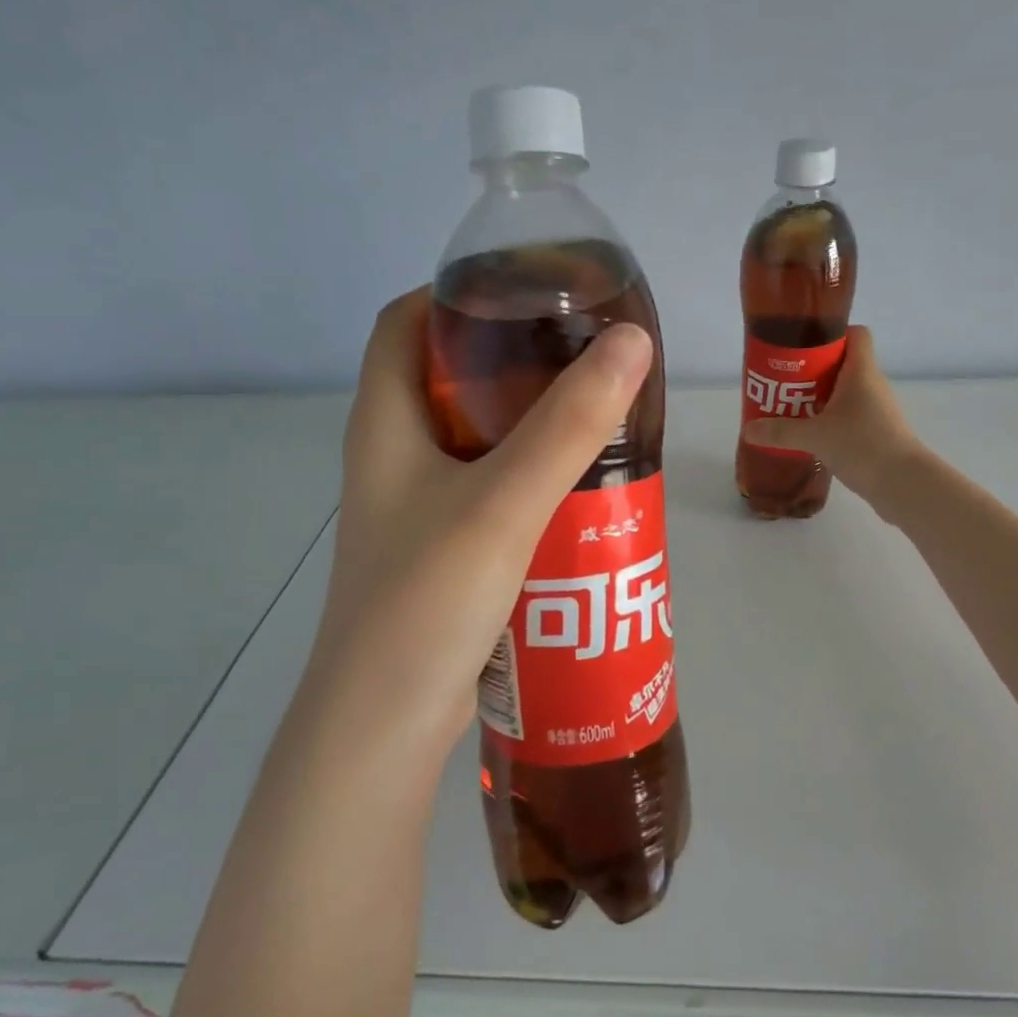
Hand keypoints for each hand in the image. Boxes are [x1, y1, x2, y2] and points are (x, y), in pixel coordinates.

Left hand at [310, 287, 652, 757]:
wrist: (384, 726)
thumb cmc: (427, 601)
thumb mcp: (504, 502)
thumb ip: (569, 424)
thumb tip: (633, 341)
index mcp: (384, 424)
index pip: (405, 323)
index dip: (458, 293)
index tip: (531, 289)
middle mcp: (394, 458)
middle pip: (450, 380)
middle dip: (516, 361)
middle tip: (587, 356)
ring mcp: (417, 509)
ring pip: (477, 441)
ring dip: (532, 425)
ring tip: (600, 416)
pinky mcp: (443, 553)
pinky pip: (492, 492)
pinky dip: (533, 479)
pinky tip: (583, 492)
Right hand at [740, 326, 921, 506]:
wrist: (904, 483)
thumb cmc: (863, 445)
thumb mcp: (815, 437)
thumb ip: (781, 432)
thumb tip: (749, 429)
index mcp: (861, 372)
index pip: (856, 334)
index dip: (832, 334)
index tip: (804, 346)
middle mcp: (872, 385)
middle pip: (843, 364)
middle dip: (813, 371)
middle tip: (784, 382)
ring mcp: (877, 410)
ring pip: (845, 393)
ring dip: (820, 398)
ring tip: (791, 409)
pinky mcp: (877, 432)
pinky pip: (850, 416)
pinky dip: (831, 420)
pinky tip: (811, 436)